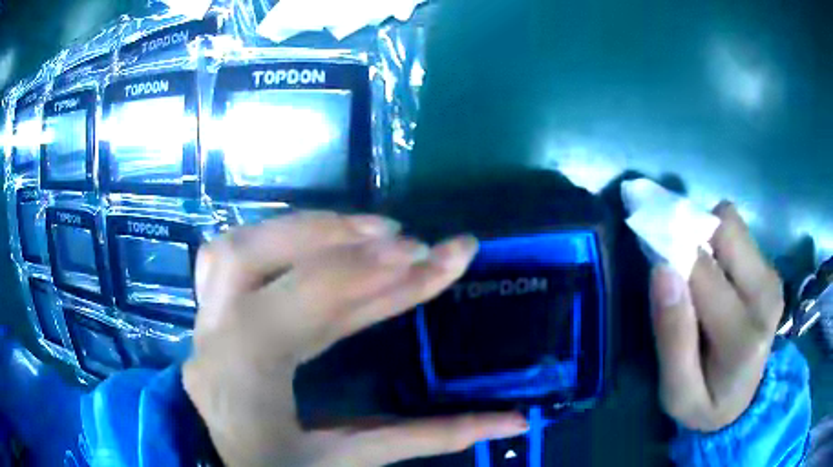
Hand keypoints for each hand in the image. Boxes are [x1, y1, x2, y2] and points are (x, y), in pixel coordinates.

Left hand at [183, 212, 528, 466]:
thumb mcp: (350, 461)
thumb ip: (428, 439)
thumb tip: (511, 420)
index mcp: (245, 384)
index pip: (296, 308)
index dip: (359, 273)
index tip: (421, 253)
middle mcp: (214, 340)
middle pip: (246, 258)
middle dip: (328, 236)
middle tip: (394, 234)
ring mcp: (204, 323)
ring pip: (232, 247)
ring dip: (301, 230)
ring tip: (362, 231)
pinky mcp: (210, 316)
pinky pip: (229, 257)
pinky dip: (277, 241)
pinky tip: (319, 242)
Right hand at [650, 202, 783, 431]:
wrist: (744, 403)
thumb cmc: (705, 403)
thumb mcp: (676, 393)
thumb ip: (672, 338)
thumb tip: (661, 269)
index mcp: (742, 337)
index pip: (702, 271)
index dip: (671, 252)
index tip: (650, 251)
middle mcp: (765, 296)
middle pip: (725, 228)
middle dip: (693, 235)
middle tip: (676, 266)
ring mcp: (772, 279)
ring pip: (732, 223)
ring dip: (707, 238)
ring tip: (698, 274)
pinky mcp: (771, 271)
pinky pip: (739, 234)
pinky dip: (719, 245)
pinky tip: (716, 276)